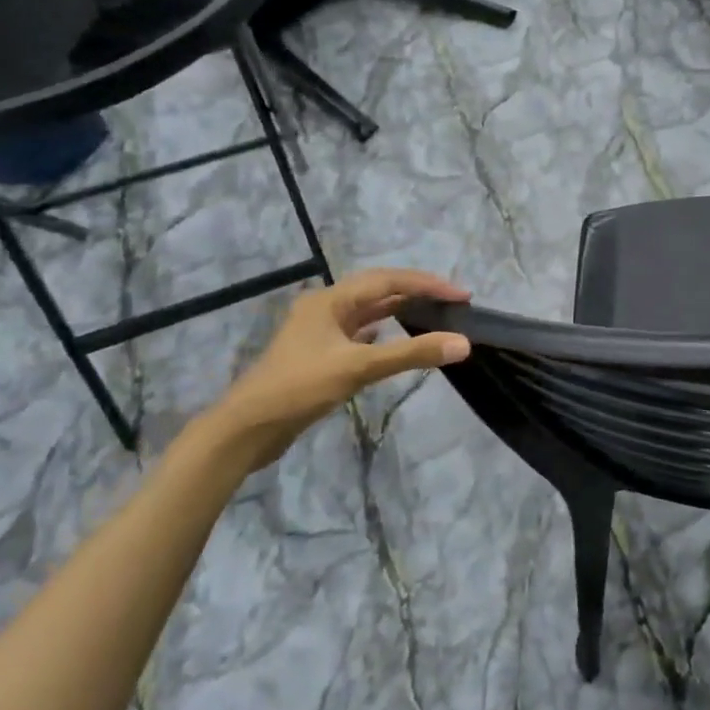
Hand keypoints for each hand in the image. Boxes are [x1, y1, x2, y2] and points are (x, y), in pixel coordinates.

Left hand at [205, 269, 470, 470]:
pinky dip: (383, 331)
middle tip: (453, 303)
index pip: (389, 280)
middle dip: (417, 292)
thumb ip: (411, 354)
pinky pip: (359, 332)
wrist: (246, 429)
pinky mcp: (319, 354)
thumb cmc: (300, 388)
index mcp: (331, 299)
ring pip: (369, 311)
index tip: (462, 296)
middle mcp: (326, 307)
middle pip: (379, 290)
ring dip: (400, 309)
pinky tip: (395, 338)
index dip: (428, 284)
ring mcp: (320, 331)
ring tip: (433, 315)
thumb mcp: (358, 367)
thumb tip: (462, 343)